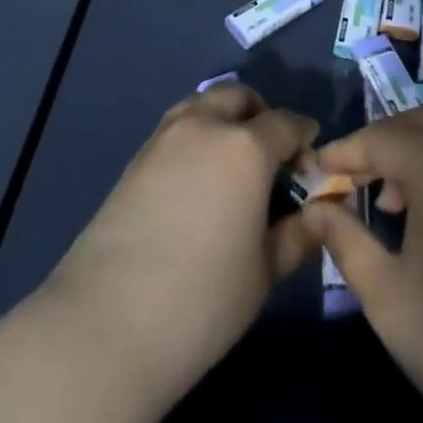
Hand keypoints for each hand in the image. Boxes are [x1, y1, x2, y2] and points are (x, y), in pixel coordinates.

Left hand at [45, 82, 319, 403]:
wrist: (105, 325)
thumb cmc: (202, 300)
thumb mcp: (264, 272)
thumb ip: (297, 233)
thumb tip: (317, 212)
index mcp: (246, 146)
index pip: (287, 122)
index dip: (305, 139)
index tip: (311, 166)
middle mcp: (205, 126)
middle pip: (240, 97)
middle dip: (261, 116)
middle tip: (270, 159)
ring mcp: (164, 138)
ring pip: (203, 105)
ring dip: (225, 120)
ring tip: (232, 167)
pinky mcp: (135, 158)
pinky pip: (177, 128)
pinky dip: (197, 137)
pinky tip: (198, 183)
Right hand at [301, 108, 422, 422]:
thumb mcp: (387, 298)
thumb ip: (345, 240)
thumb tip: (315, 206)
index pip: (382, 137)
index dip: (345, 150)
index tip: (315, 171)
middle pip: (419, 121)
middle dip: (379, 139)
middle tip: (350, 177)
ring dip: (412, 148)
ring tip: (388, 200)